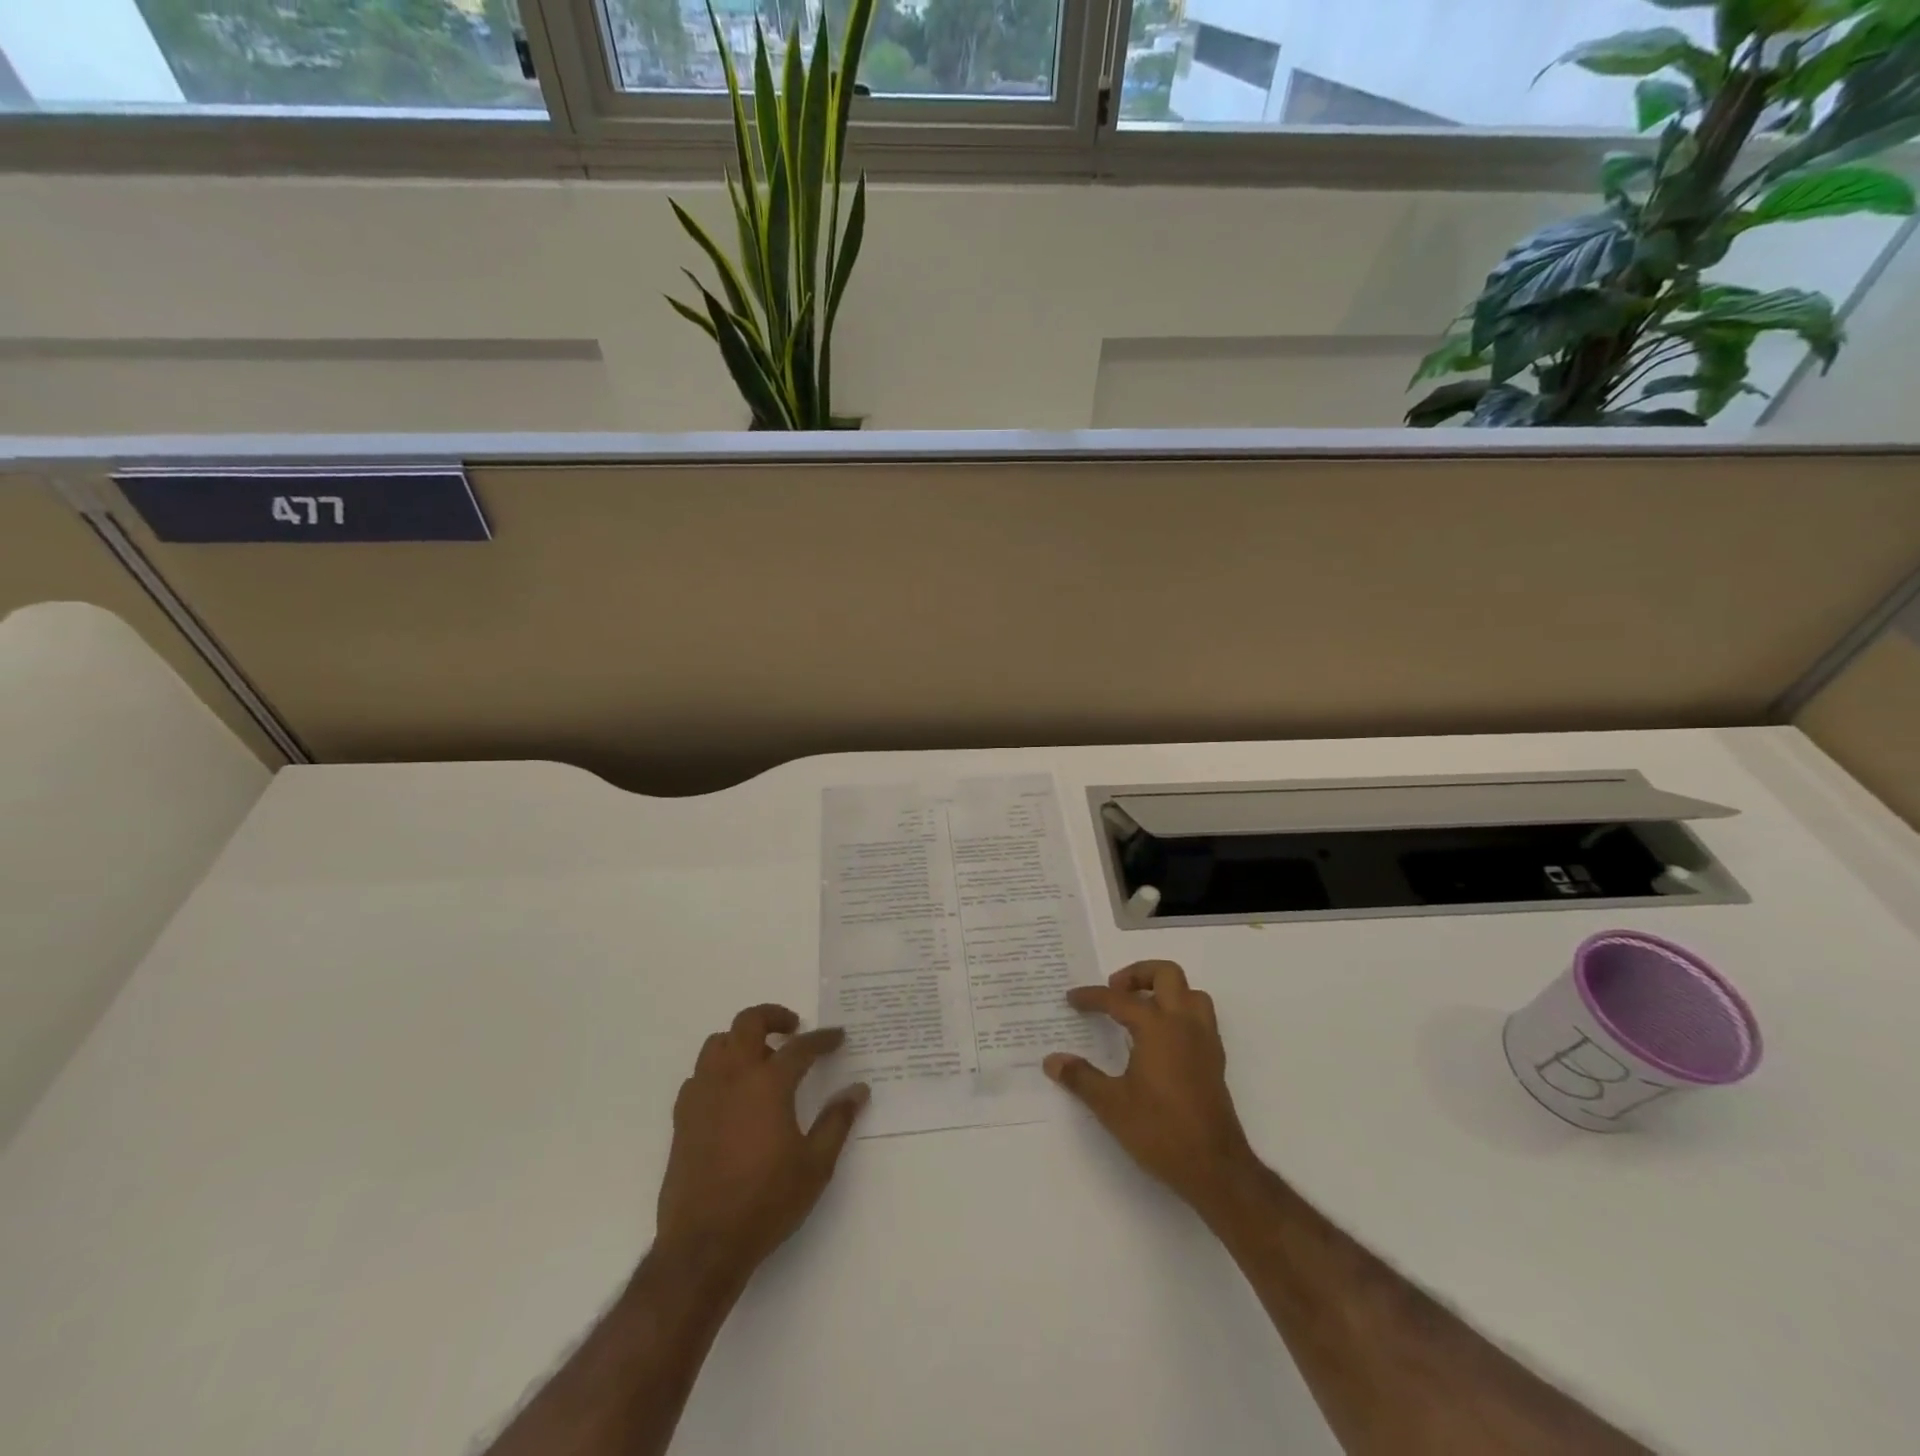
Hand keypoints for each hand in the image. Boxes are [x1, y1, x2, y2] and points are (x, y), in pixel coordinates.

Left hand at [654, 1004, 868, 1285]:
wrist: (704, 1245)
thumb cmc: (767, 1202)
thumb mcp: (815, 1165)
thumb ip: (837, 1121)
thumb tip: (858, 1089)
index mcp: (768, 1084)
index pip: (800, 1047)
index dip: (822, 1039)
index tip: (837, 1037)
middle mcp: (733, 1077)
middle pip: (748, 1023)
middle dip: (773, 1016)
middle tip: (793, 1029)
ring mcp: (703, 1095)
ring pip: (717, 1044)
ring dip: (741, 1040)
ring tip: (761, 1059)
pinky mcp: (682, 1117)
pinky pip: (699, 1075)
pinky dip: (718, 1070)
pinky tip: (731, 1094)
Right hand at [1045, 961, 1255, 1215]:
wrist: (1215, 1168)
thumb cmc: (1160, 1131)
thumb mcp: (1111, 1105)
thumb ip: (1081, 1078)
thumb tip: (1052, 1061)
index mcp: (1157, 1027)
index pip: (1119, 999)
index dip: (1092, 997)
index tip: (1072, 999)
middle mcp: (1184, 1024)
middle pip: (1166, 974)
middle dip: (1138, 975)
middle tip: (1115, 991)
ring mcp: (1204, 1040)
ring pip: (1190, 993)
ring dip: (1165, 990)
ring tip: (1140, 1008)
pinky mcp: (1215, 1059)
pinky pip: (1199, 1017)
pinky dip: (1179, 1012)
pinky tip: (1160, 1038)